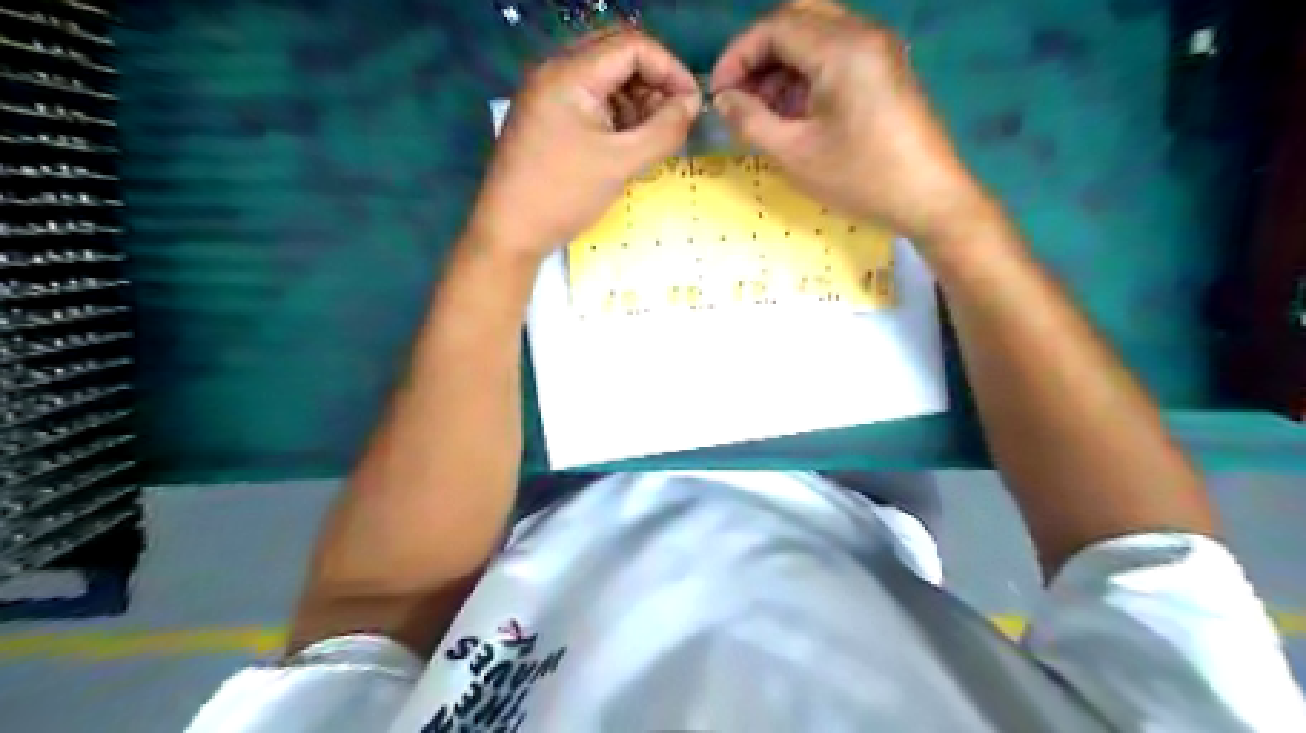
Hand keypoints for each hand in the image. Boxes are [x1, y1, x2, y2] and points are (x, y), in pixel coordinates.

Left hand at [473, 29, 702, 261]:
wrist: (509, 231)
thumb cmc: (564, 194)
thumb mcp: (622, 163)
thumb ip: (664, 130)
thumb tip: (691, 105)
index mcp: (570, 73)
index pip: (633, 46)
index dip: (670, 69)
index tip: (692, 104)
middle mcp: (555, 71)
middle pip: (617, 54)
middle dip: (653, 81)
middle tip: (673, 117)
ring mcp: (546, 93)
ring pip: (604, 76)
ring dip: (635, 98)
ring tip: (651, 136)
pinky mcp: (545, 116)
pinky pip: (589, 99)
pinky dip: (615, 113)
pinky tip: (627, 142)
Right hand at [709, 0, 995, 246]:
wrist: (929, 198)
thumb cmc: (861, 178)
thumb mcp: (795, 154)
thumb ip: (751, 121)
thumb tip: (724, 99)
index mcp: (842, 48)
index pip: (775, 27)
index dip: (737, 56)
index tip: (719, 95)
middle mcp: (863, 33)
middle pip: (796, 20)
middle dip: (759, 56)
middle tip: (739, 96)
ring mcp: (879, 49)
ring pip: (815, 35)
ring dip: (782, 65)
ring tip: (763, 110)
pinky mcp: (885, 68)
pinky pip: (836, 52)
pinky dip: (806, 72)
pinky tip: (794, 111)